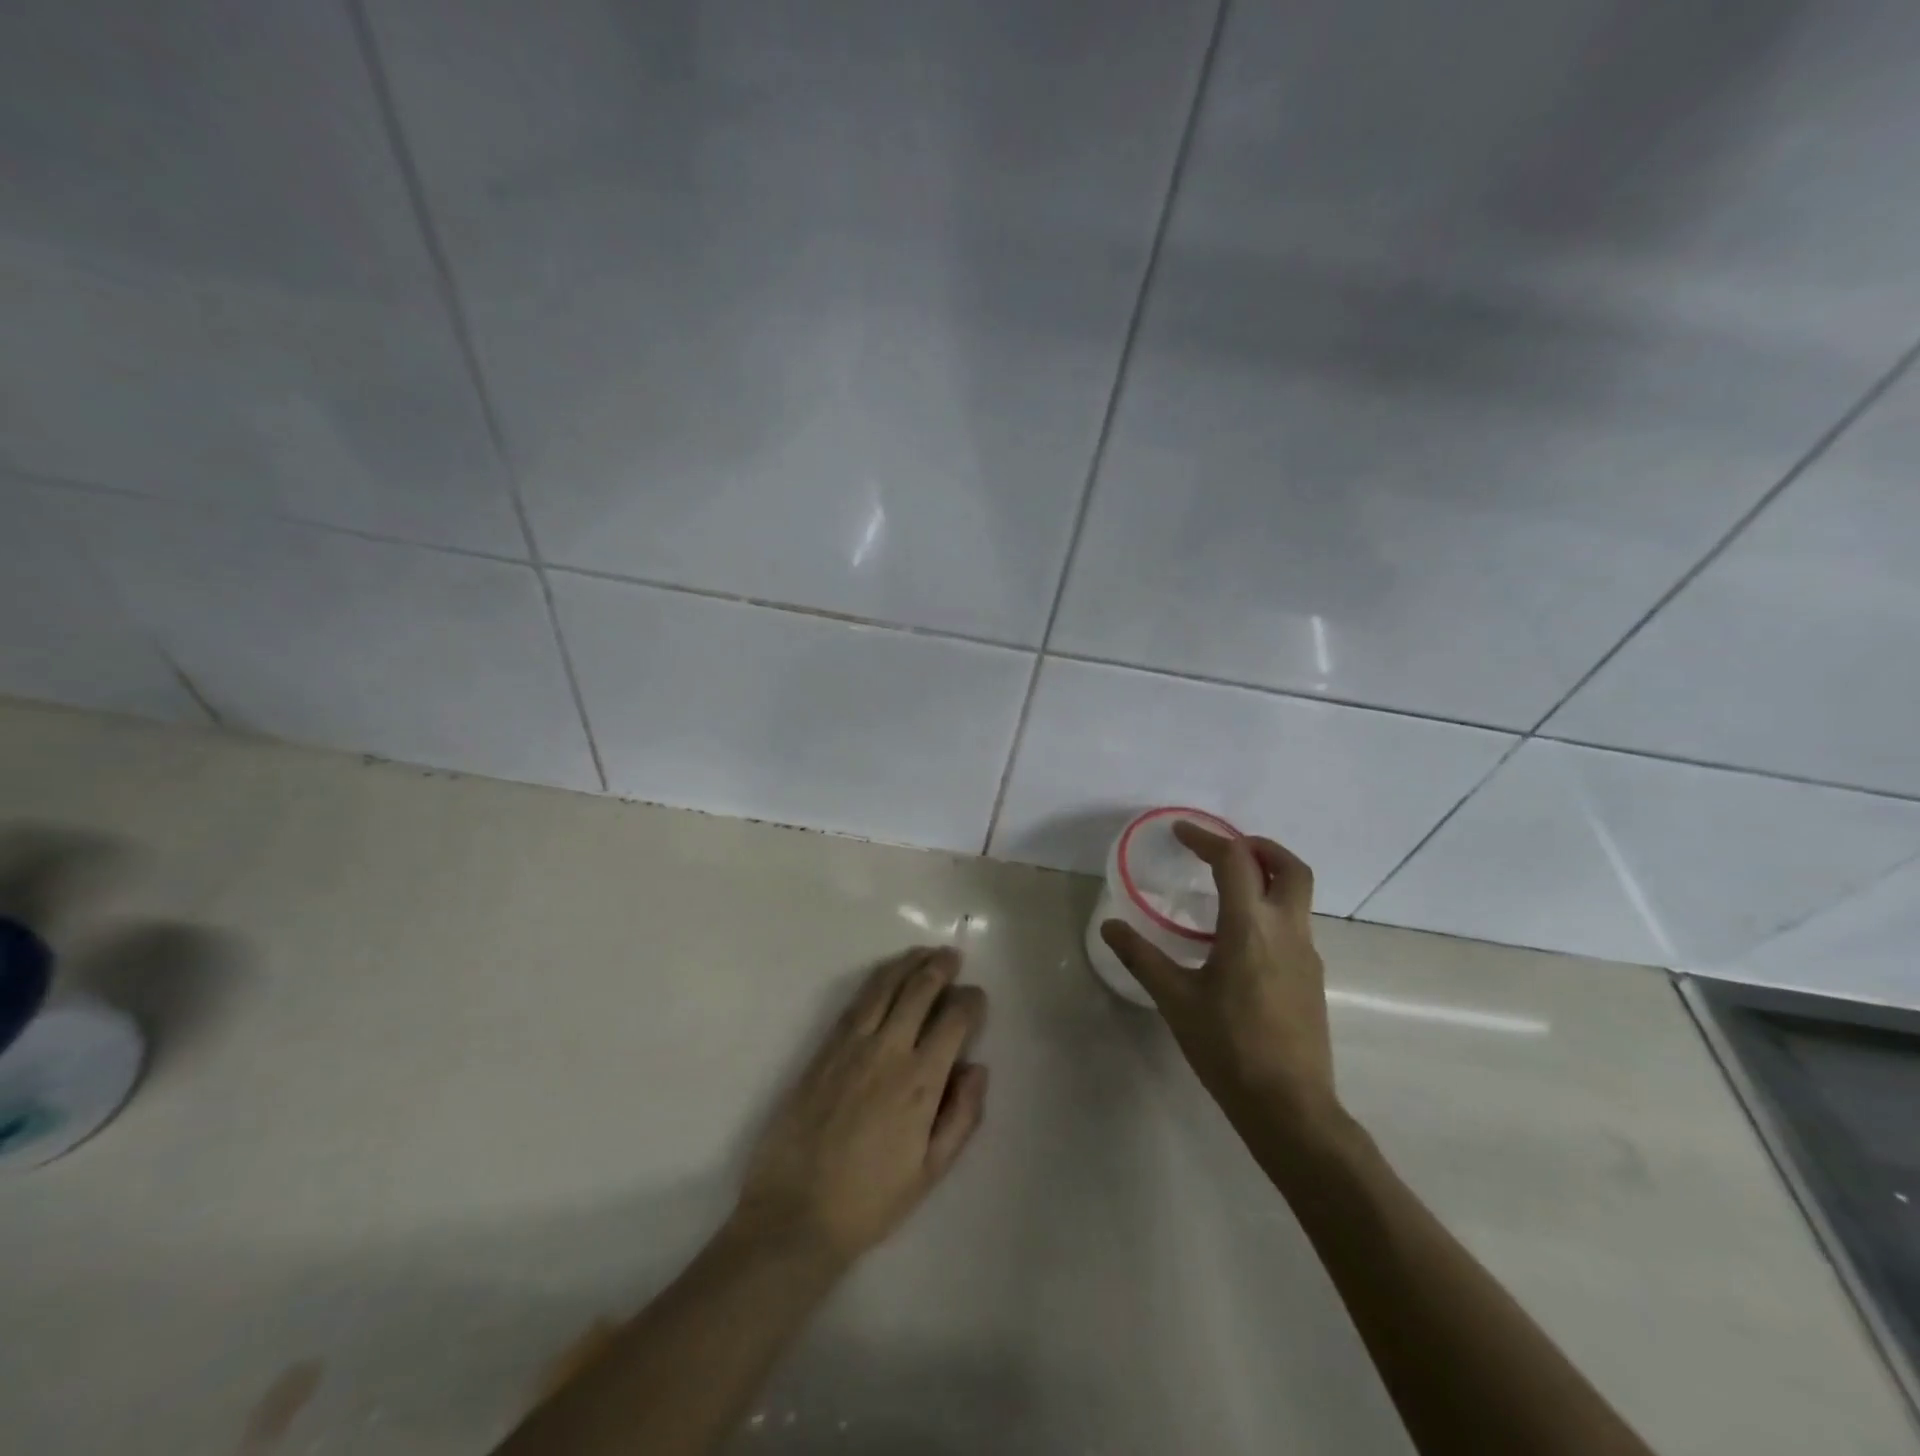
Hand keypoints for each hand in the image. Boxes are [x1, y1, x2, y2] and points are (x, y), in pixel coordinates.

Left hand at [734, 946, 988, 1267]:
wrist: (796, 1213)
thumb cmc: (871, 1200)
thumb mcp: (931, 1171)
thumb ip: (962, 1116)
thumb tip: (978, 1067)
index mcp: (921, 1082)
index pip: (954, 1021)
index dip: (971, 1001)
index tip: (977, 997)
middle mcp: (888, 1051)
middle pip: (919, 991)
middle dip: (940, 968)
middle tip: (952, 956)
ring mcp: (851, 1046)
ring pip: (884, 987)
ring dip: (908, 964)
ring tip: (923, 953)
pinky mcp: (823, 1048)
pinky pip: (854, 1002)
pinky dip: (875, 981)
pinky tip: (885, 976)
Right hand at [1101, 823, 1336, 1130]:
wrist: (1290, 1106)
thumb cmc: (1228, 1048)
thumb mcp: (1176, 1000)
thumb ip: (1142, 958)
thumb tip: (1110, 927)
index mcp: (1251, 928)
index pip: (1235, 861)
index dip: (1207, 839)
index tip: (1181, 832)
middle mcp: (1287, 931)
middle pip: (1291, 868)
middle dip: (1260, 847)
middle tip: (1225, 849)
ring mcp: (1307, 954)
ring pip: (1298, 895)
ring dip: (1268, 876)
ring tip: (1229, 888)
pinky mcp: (1312, 977)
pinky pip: (1295, 923)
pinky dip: (1272, 908)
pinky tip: (1242, 938)